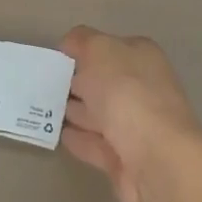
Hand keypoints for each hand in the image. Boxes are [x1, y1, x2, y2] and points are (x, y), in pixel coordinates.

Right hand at [59, 26, 201, 201]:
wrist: (157, 159)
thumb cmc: (127, 93)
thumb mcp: (99, 50)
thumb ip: (82, 41)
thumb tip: (70, 44)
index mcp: (142, 57)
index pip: (109, 47)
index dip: (83, 50)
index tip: (55, 59)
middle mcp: (142, 88)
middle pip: (104, 81)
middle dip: (77, 82)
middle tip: (44, 85)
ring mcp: (136, 126)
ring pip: (100, 114)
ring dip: (75, 111)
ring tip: (45, 110)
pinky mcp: (126, 160)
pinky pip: (97, 144)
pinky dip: (80, 139)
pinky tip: (59, 135)